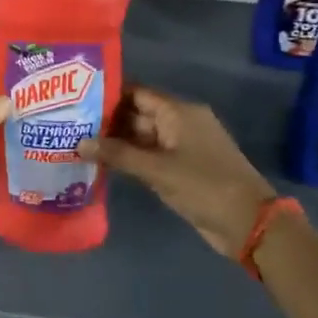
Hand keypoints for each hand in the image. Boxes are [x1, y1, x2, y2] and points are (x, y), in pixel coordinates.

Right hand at [78, 87, 278, 258]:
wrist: (248, 223)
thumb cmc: (204, 186)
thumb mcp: (157, 170)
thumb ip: (117, 155)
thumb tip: (79, 143)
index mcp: (179, 112)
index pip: (137, 93)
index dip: (108, 94)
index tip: (76, 99)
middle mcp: (180, 123)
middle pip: (137, 114)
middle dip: (106, 121)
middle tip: (69, 125)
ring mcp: (182, 147)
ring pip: (142, 138)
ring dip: (115, 143)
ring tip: (77, 143)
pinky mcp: (182, 169)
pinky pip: (149, 156)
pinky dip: (129, 159)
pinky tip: (102, 164)